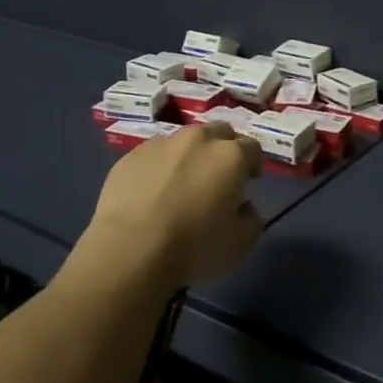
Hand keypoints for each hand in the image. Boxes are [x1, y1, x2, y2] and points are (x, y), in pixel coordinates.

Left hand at [81, 123, 262, 288]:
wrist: (130, 250)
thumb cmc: (193, 247)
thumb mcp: (240, 244)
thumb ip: (251, 219)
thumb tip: (243, 207)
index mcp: (230, 156)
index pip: (252, 147)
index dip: (253, 164)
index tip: (248, 182)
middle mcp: (199, 139)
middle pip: (220, 132)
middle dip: (223, 149)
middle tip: (217, 177)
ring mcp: (162, 143)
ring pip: (184, 141)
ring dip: (189, 156)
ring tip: (180, 184)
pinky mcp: (131, 155)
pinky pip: (154, 155)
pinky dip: (159, 167)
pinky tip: (151, 193)